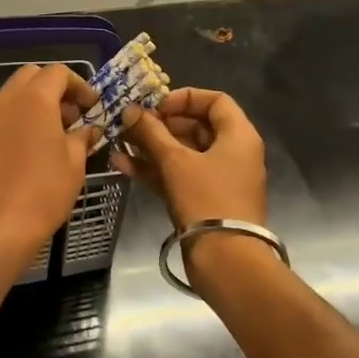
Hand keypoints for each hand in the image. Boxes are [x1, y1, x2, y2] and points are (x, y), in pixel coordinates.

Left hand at [0, 64, 99, 267]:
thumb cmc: (42, 191)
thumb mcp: (74, 164)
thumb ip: (83, 138)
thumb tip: (89, 129)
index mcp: (34, 99)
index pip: (58, 72)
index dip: (80, 85)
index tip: (93, 106)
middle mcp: (9, 101)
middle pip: (32, 77)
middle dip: (56, 88)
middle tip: (75, 114)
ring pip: (16, 95)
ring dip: (39, 103)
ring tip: (61, 133)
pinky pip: (7, 116)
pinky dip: (25, 119)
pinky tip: (40, 148)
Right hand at [115, 87, 267, 227]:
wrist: (225, 258)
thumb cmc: (206, 199)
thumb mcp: (175, 161)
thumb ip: (151, 133)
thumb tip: (130, 110)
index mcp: (238, 136)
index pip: (215, 101)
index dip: (184, 98)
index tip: (156, 106)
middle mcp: (233, 153)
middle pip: (196, 126)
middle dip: (160, 124)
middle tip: (131, 124)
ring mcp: (219, 178)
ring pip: (184, 153)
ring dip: (152, 146)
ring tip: (120, 142)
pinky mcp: (205, 200)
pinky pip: (179, 175)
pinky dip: (155, 169)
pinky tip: (122, 165)